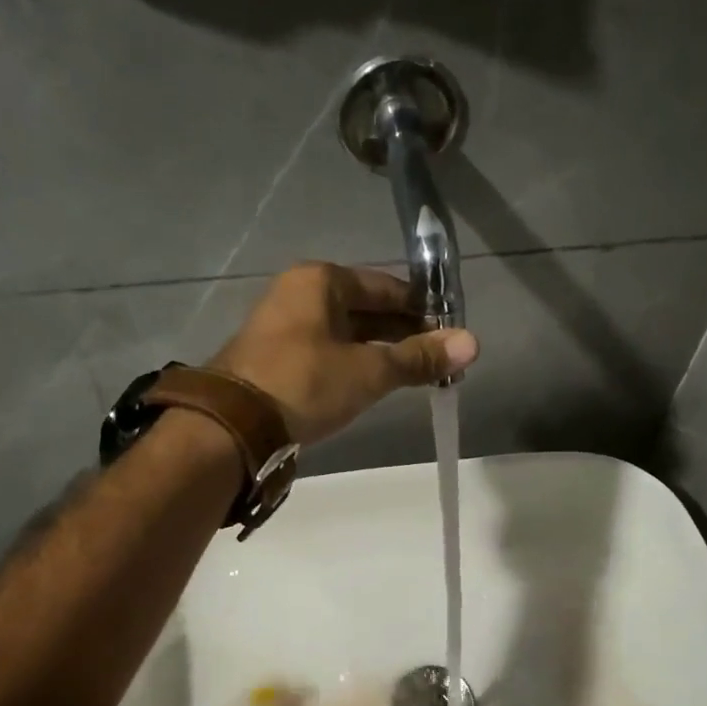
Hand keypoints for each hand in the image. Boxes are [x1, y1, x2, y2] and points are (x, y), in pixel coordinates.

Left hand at [212, 263, 479, 444]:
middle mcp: (300, 293)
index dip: (423, 310)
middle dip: (404, 334)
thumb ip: (418, 357)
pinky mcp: (277, 356)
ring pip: (347, 332)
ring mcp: (285, 325)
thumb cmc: (306, 384)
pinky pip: (328, 351)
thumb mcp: (368, 371)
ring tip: (416, 375)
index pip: (387, 287)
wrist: (234, 425)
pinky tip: (376, 382)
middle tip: (439, 360)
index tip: (451, 335)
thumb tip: (472, 342)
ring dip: (381, 351)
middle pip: (366, 308)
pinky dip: (355, 363)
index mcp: (321, 280)